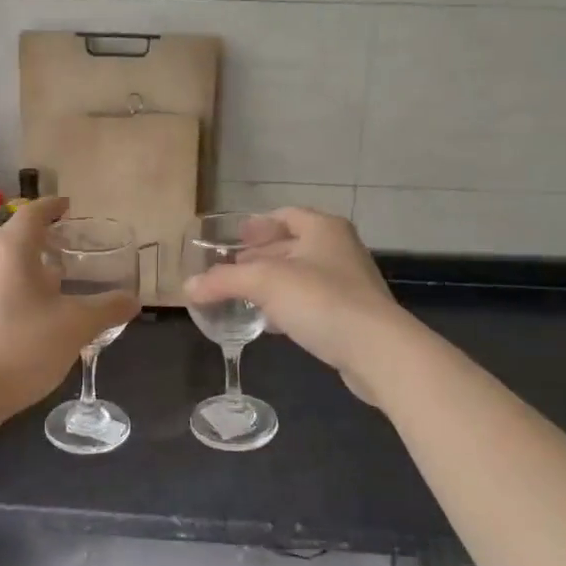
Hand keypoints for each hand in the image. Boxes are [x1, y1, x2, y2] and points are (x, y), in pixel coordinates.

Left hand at [0, 197, 139, 422]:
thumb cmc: (23, 347)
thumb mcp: (76, 326)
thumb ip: (108, 308)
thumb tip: (133, 300)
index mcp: (10, 249)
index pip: (33, 213)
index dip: (53, 206)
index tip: (70, 206)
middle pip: (16, 234)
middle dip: (44, 235)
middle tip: (72, 243)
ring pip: (4, 260)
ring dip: (31, 261)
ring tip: (59, 276)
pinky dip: (17, 281)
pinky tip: (35, 307)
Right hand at [182, 208, 413, 400]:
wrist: (377, 350)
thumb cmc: (320, 300)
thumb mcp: (264, 283)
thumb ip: (223, 281)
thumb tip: (188, 287)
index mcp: (323, 228)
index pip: (286, 215)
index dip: (258, 224)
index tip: (235, 237)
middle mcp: (339, 249)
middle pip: (293, 244)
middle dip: (261, 255)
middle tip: (232, 268)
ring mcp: (349, 283)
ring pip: (302, 275)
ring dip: (273, 283)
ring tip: (244, 295)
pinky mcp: (351, 315)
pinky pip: (312, 302)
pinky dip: (288, 306)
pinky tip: (270, 323)